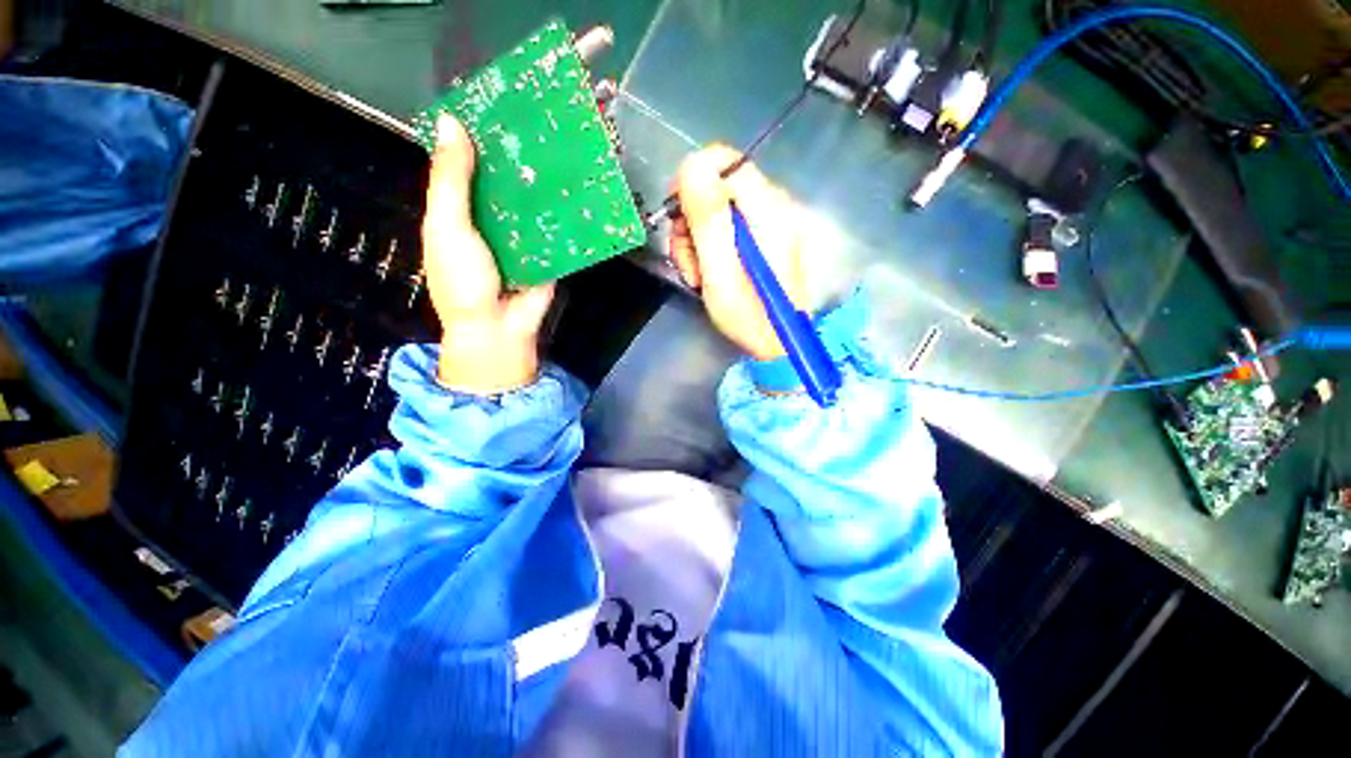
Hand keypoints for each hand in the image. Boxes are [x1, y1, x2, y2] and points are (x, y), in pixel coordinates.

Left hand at [423, 115, 554, 394]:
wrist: (498, 328)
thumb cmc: (463, 279)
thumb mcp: (447, 226)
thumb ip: (451, 181)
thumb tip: (451, 122)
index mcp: (458, 209)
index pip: (467, 164)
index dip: (479, 136)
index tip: (499, 105)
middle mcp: (491, 218)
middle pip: (505, 180)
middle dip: (520, 156)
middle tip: (542, 123)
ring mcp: (521, 236)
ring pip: (533, 202)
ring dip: (545, 181)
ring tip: (564, 147)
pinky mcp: (547, 252)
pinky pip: (556, 228)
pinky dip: (565, 212)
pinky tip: (579, 188)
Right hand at [669, 145, 806, 360]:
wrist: (777, 344)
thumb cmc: (748, 314)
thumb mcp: (720, 270)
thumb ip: (708, 217)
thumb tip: (691, 164)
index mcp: (766, 209)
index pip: (724, 161)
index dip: (691, 180)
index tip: (676, 216)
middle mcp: (772, 206)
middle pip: (716, 187)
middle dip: (691, 221)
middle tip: (688, 261)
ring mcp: (769, 223)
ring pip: (717, 210)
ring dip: (696, 240)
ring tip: (696, 275)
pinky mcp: (763, 238)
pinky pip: (726, 227)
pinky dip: (709, 248)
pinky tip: (706, 274)